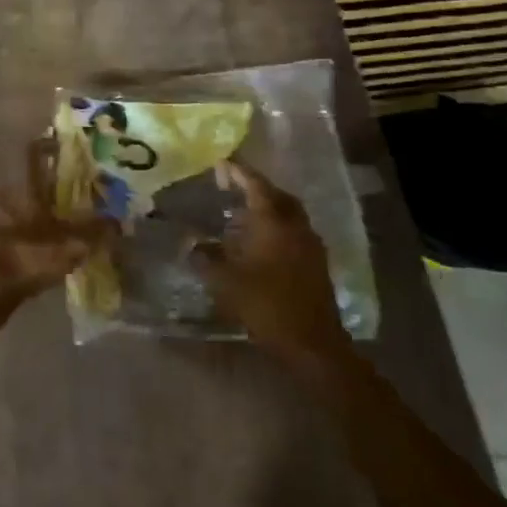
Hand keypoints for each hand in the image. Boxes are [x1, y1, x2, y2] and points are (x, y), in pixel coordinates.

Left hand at [0, 139, 111, 334]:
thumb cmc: (21, 262)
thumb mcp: (66, 247)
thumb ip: (95, 232)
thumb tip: (121, 221)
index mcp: (24, 189)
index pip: (37, 153)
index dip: (56, 144)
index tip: (82, 143)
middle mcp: (15, 199)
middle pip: (45, 181)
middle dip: (71, 181)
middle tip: (101, 182)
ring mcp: (11, 222)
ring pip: (43, 206)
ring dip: (66, 208)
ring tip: (97, 211)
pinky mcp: (11, 244)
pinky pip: (40, 228)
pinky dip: (58, 230)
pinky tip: (78, 240)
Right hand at [207, 159, 348, 368]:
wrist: (312, 344)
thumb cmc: (266, 305)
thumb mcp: (226, 282)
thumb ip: (206, 258)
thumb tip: (191, 243)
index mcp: (274, 222)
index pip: (256, 185)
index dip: (238, 172)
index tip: (221, 163)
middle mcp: (295, 226)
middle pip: (277, 195)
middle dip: (255, 186)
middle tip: (232, 184)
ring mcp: (310, 244)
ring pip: (288, 213)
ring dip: (268, 206)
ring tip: (243, 210)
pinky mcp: (316, 262)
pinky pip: (294, 230)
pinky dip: (276, 225)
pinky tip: (260, 240)